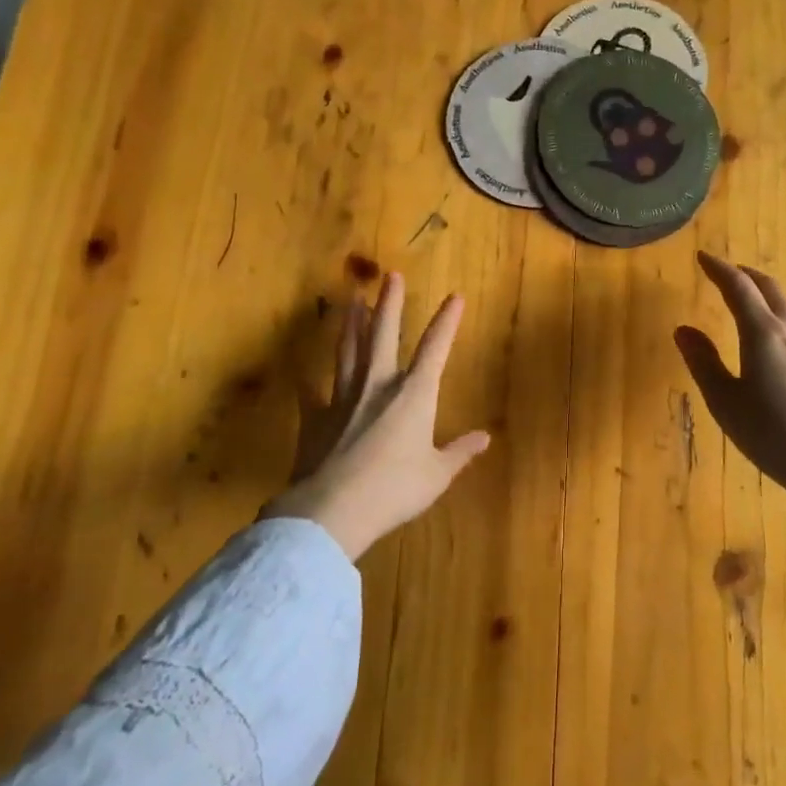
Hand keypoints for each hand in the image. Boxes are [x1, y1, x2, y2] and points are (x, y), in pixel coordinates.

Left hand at [264, 272, 490, 559]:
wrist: (333, 510)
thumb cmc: (395, 490)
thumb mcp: (437, 475)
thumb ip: (459, 453)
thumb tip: (484, 438)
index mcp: (414, 394)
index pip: (435, 348)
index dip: (446, 321)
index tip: (455, 296)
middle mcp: (378, 385)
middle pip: (384, 335)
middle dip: (390, 303)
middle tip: (390, 275)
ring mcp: (342, 398)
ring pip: (348, 352)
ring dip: (351, 324)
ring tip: (352, 299)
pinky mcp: (315, 419)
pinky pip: (310, 396)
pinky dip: (307, 385)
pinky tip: (301, 375)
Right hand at [674, 251, 785, 503]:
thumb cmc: (774, 435)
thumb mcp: (726, 402)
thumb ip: (703, 362)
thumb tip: (683, 329)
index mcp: (763, 332)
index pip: (737, 286)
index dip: (718, 268)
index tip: (702, 256)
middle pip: (769, 286)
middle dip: (745, 274)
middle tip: (725, 272)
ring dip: (767, 291)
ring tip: (752, 297)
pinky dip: (783, 312)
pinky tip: (780, 334)